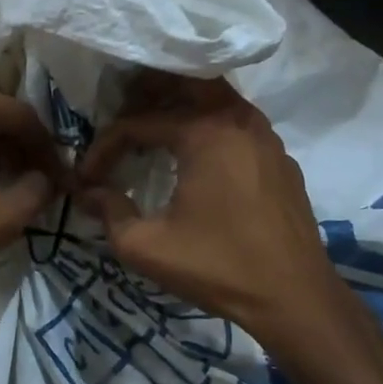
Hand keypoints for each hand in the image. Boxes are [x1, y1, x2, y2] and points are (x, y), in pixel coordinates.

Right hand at [76, 75, 333, 339]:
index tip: (88, 178)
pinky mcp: (280, 159)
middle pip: (184, 84)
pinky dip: (209, 128)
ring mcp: (266, 137)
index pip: (138, 123)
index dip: (105, 148)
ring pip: (215, 100)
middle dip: (146, 93)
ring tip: (151, 130)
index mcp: (206, 132)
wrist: (295, 299)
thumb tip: (87, 193)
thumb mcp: (147, 246)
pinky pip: (236, 126)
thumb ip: (109, 212)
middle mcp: (239, 120)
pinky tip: (195, 158)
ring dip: (180, 107)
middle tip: (118, 114)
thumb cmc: (217, 267)